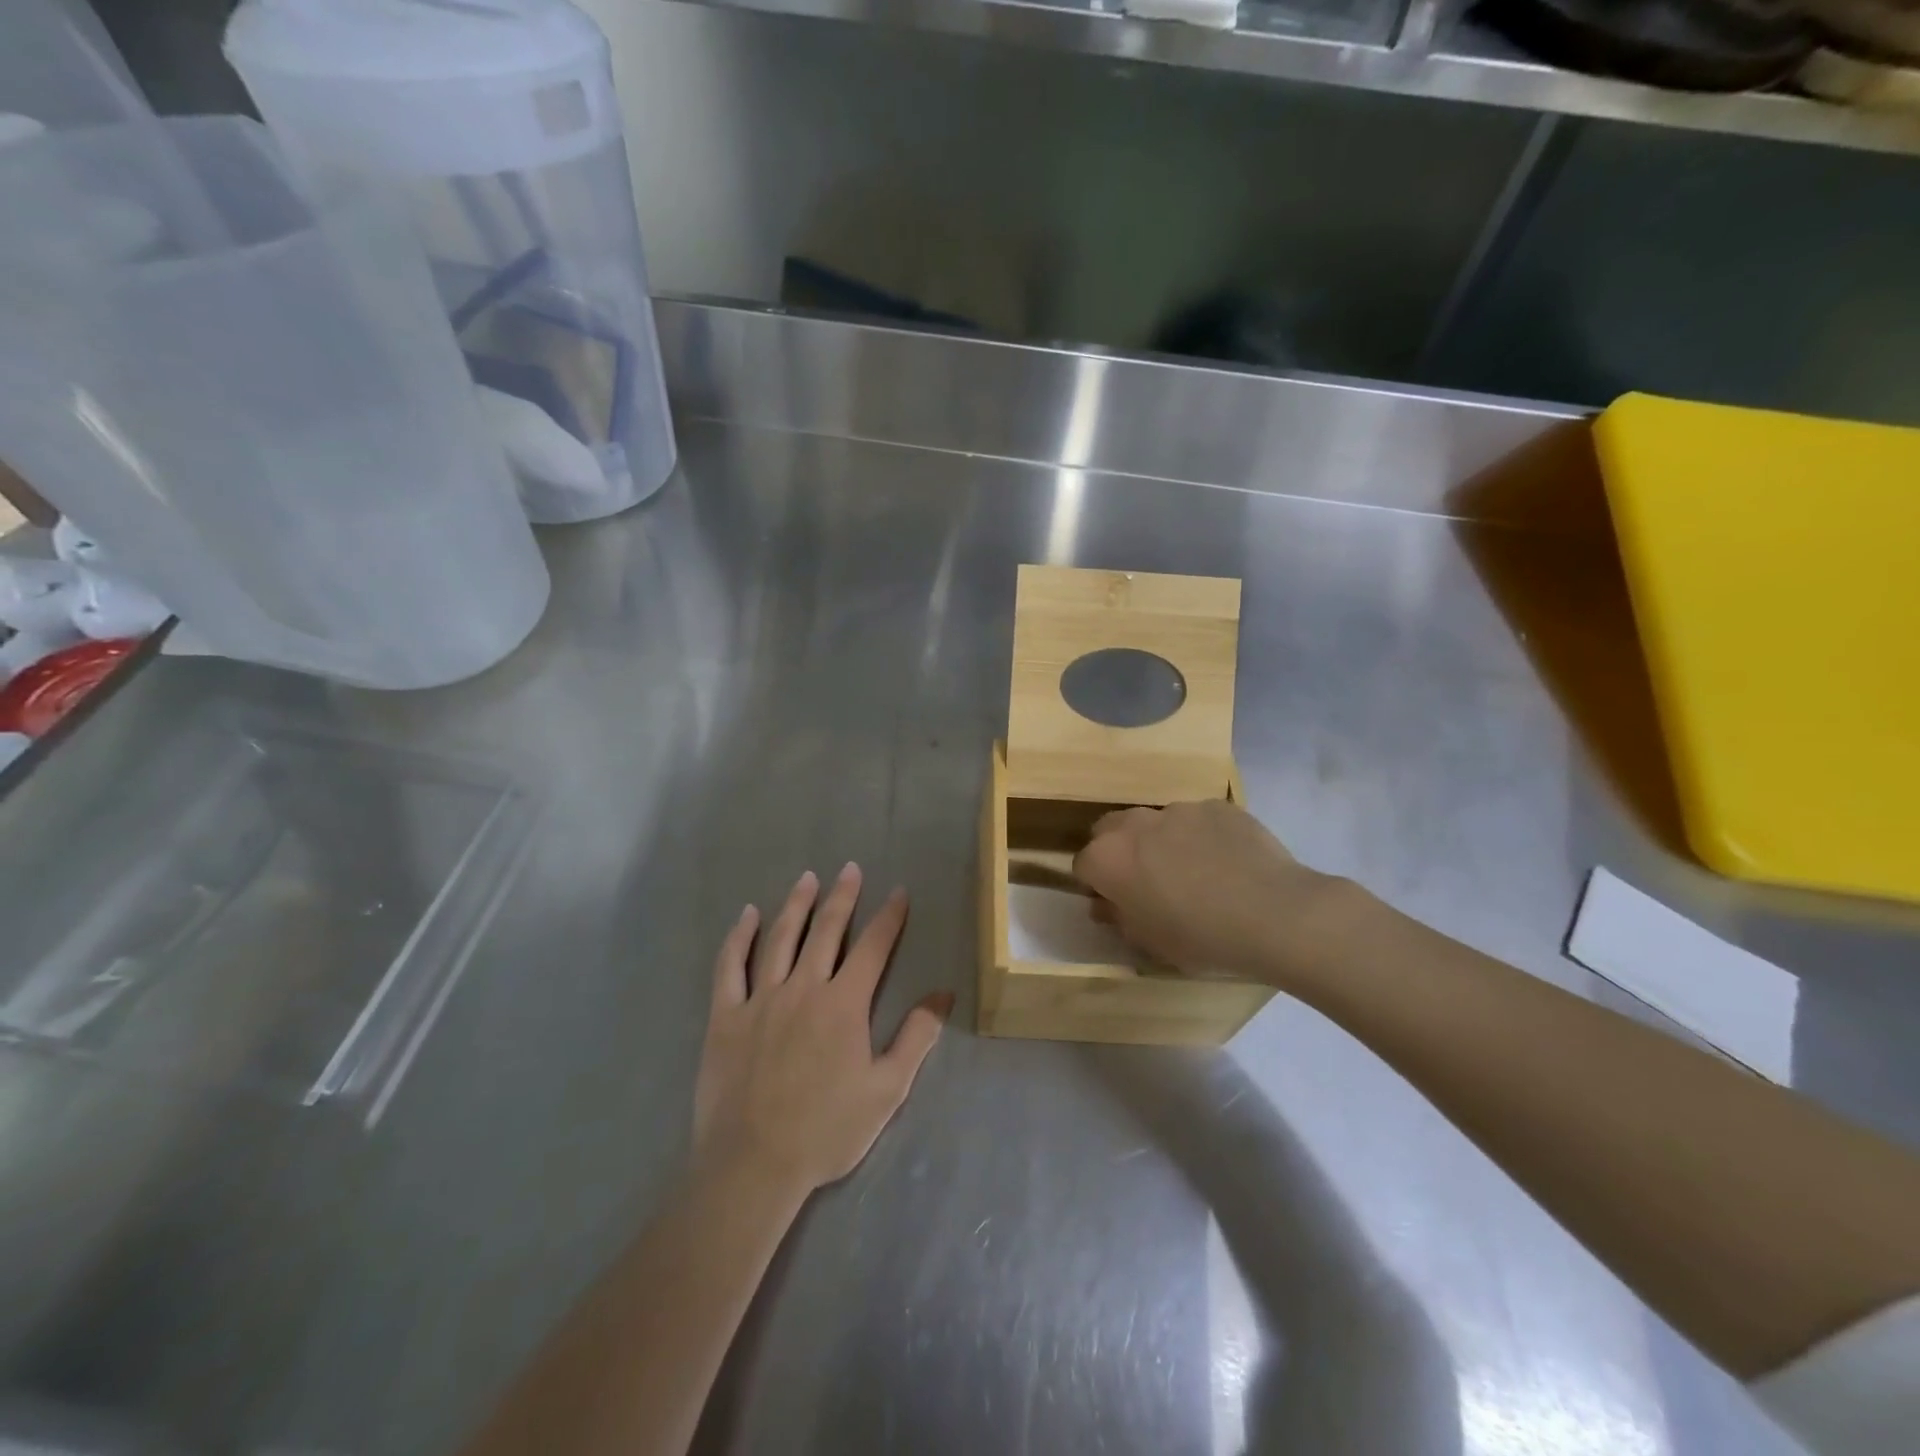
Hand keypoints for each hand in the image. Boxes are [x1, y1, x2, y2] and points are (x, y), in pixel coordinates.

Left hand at [694, 866, 949, 1197]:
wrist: (753, 1165)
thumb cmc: (826, 1130)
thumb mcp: (887, 1089)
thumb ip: (917, 1037)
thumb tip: (944, 994)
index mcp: (845, 1004)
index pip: (874, 948)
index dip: (889, 917)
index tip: (898, 892)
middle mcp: (804, 988)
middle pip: (827, 931)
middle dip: (842, 897)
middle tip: (849, 869)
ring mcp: (761, 999)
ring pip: (781, 938)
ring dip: (796, 905)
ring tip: (807, 878)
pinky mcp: (726, 1015)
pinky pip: (731, 966)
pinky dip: (739, 937)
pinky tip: (747, 915)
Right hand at [1072, 800, 1344, 983]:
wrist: (1273, 913)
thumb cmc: (1200, 937)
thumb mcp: (1150, 943)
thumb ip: (1119, 919)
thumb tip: (1106, 905)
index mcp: (1108, 859)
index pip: (1083, 865)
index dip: (1097, 886)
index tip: (1116, 904)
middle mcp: (1134, 824)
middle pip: (1110, 830)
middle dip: (1119, 851)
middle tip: (1146, 882)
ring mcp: (1178, 809)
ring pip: (1156, 823)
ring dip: (1161, 842)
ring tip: (1195, 873)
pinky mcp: (1216, 805)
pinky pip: (1198, 819)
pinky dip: (1202, 837)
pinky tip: (1228, 863)